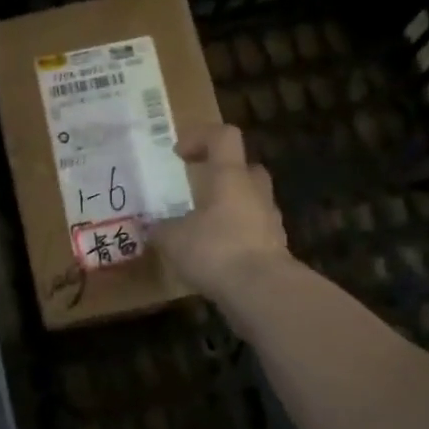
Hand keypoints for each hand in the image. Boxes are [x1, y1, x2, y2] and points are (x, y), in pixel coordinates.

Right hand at [151, 123, 291, 303]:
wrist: (262, 291)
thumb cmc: (215, 250)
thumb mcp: (173, 239)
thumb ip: (161, 229)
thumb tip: (152, 228)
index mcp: (231, 177)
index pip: (224, 137)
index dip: (201, 137)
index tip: (179, 154)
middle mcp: (255, 192)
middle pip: (246, 169)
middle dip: (223, 175)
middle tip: (198, 189)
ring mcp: (270, 221)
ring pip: (251, 202)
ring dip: (230, 209)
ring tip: (202, 228)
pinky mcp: (275, 250)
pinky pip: (254, 233)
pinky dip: (236, 238)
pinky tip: (215, 257)